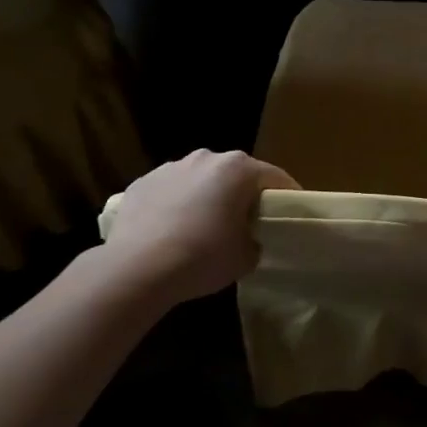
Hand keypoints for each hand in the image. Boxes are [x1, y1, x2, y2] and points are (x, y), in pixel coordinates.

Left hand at [91, 151, 297, 306]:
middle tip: (246, 223)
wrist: (137, 269)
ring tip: (202, 229)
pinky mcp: (142, 183)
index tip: (289, 215)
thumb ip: (254, 240)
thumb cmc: (203, 257)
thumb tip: (247, 239)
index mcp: (239, 169)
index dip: (286, 196)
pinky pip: (170, 191)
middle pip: (235, 174)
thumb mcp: (245, 257)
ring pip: (200, 180)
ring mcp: (171, 167)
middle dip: (242, 194)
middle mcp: (206, 157)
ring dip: (206, 197)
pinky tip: (170, 232)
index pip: (275, 177)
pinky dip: (175, 205)